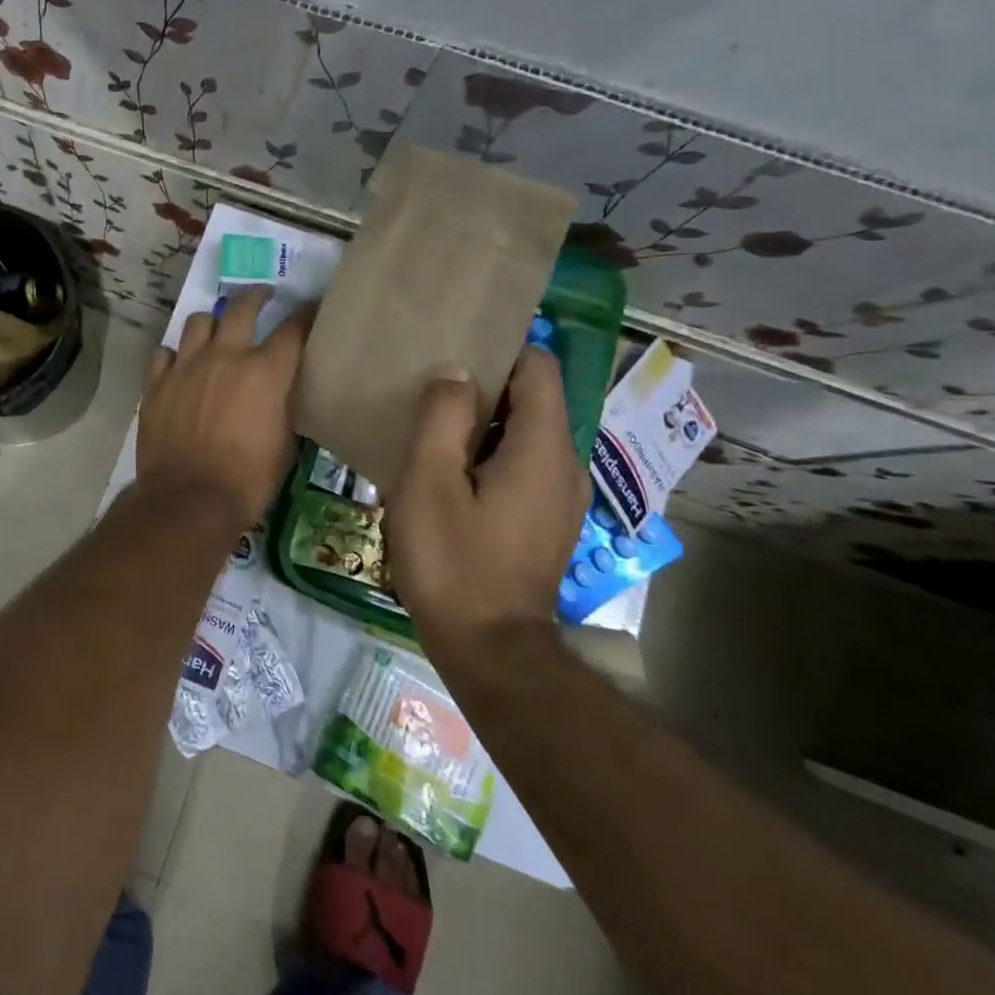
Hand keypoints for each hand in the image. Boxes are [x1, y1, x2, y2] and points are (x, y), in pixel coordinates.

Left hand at [137, 288, 312, 525]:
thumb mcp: (285, 445)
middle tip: (262, 297)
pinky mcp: (157, 382)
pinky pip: (165, 352)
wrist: (188, 499)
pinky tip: (180, 364)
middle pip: (241, 307)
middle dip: (256, 297)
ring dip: (212, 323)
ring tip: (216, 330)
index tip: (311, 307)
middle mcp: (225, 356)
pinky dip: (176, 354)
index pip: (293, 328)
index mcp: (265, 371)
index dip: (306, 314)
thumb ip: (286, 406)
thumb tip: (285, 389)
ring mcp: (186, 366)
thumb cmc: (248, 480)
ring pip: (198, 322)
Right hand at [384, 346, 588, 649]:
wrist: (490, 650)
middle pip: (534, 397)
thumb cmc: (453, 561)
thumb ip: (442, 418)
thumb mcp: (428, 482)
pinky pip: (525, 462)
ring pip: (527, 431)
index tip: (453, 344)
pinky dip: (493, 450)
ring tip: (433, 418)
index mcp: (543, 447)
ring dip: (486, 419)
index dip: (501, 348)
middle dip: (486, 382)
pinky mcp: (548, 519)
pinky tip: (450, 466)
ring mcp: (562, 495)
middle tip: (429, 380)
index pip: (539, 367)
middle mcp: (566, 464)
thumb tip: (454, 371)